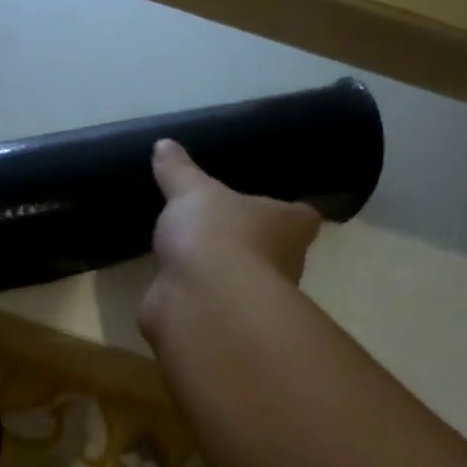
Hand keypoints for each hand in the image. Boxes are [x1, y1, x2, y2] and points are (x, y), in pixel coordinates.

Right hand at [140, 139, 322, 342]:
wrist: (201, 300)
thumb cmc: (217, 235)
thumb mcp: (192, 192)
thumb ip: (179, 171)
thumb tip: (163, 144)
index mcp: (291, 225)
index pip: (302, 216)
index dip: (287, 210)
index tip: (267, 203)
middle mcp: (284, 263)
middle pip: (274, 250)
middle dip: (252, 243)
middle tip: (222, 226)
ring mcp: (254, 298)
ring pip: (242, 280)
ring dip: (223, 272)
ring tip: (192, 252)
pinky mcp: (224, 321)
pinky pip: (213, 301)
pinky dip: (198, 294)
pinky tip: (176, 282)